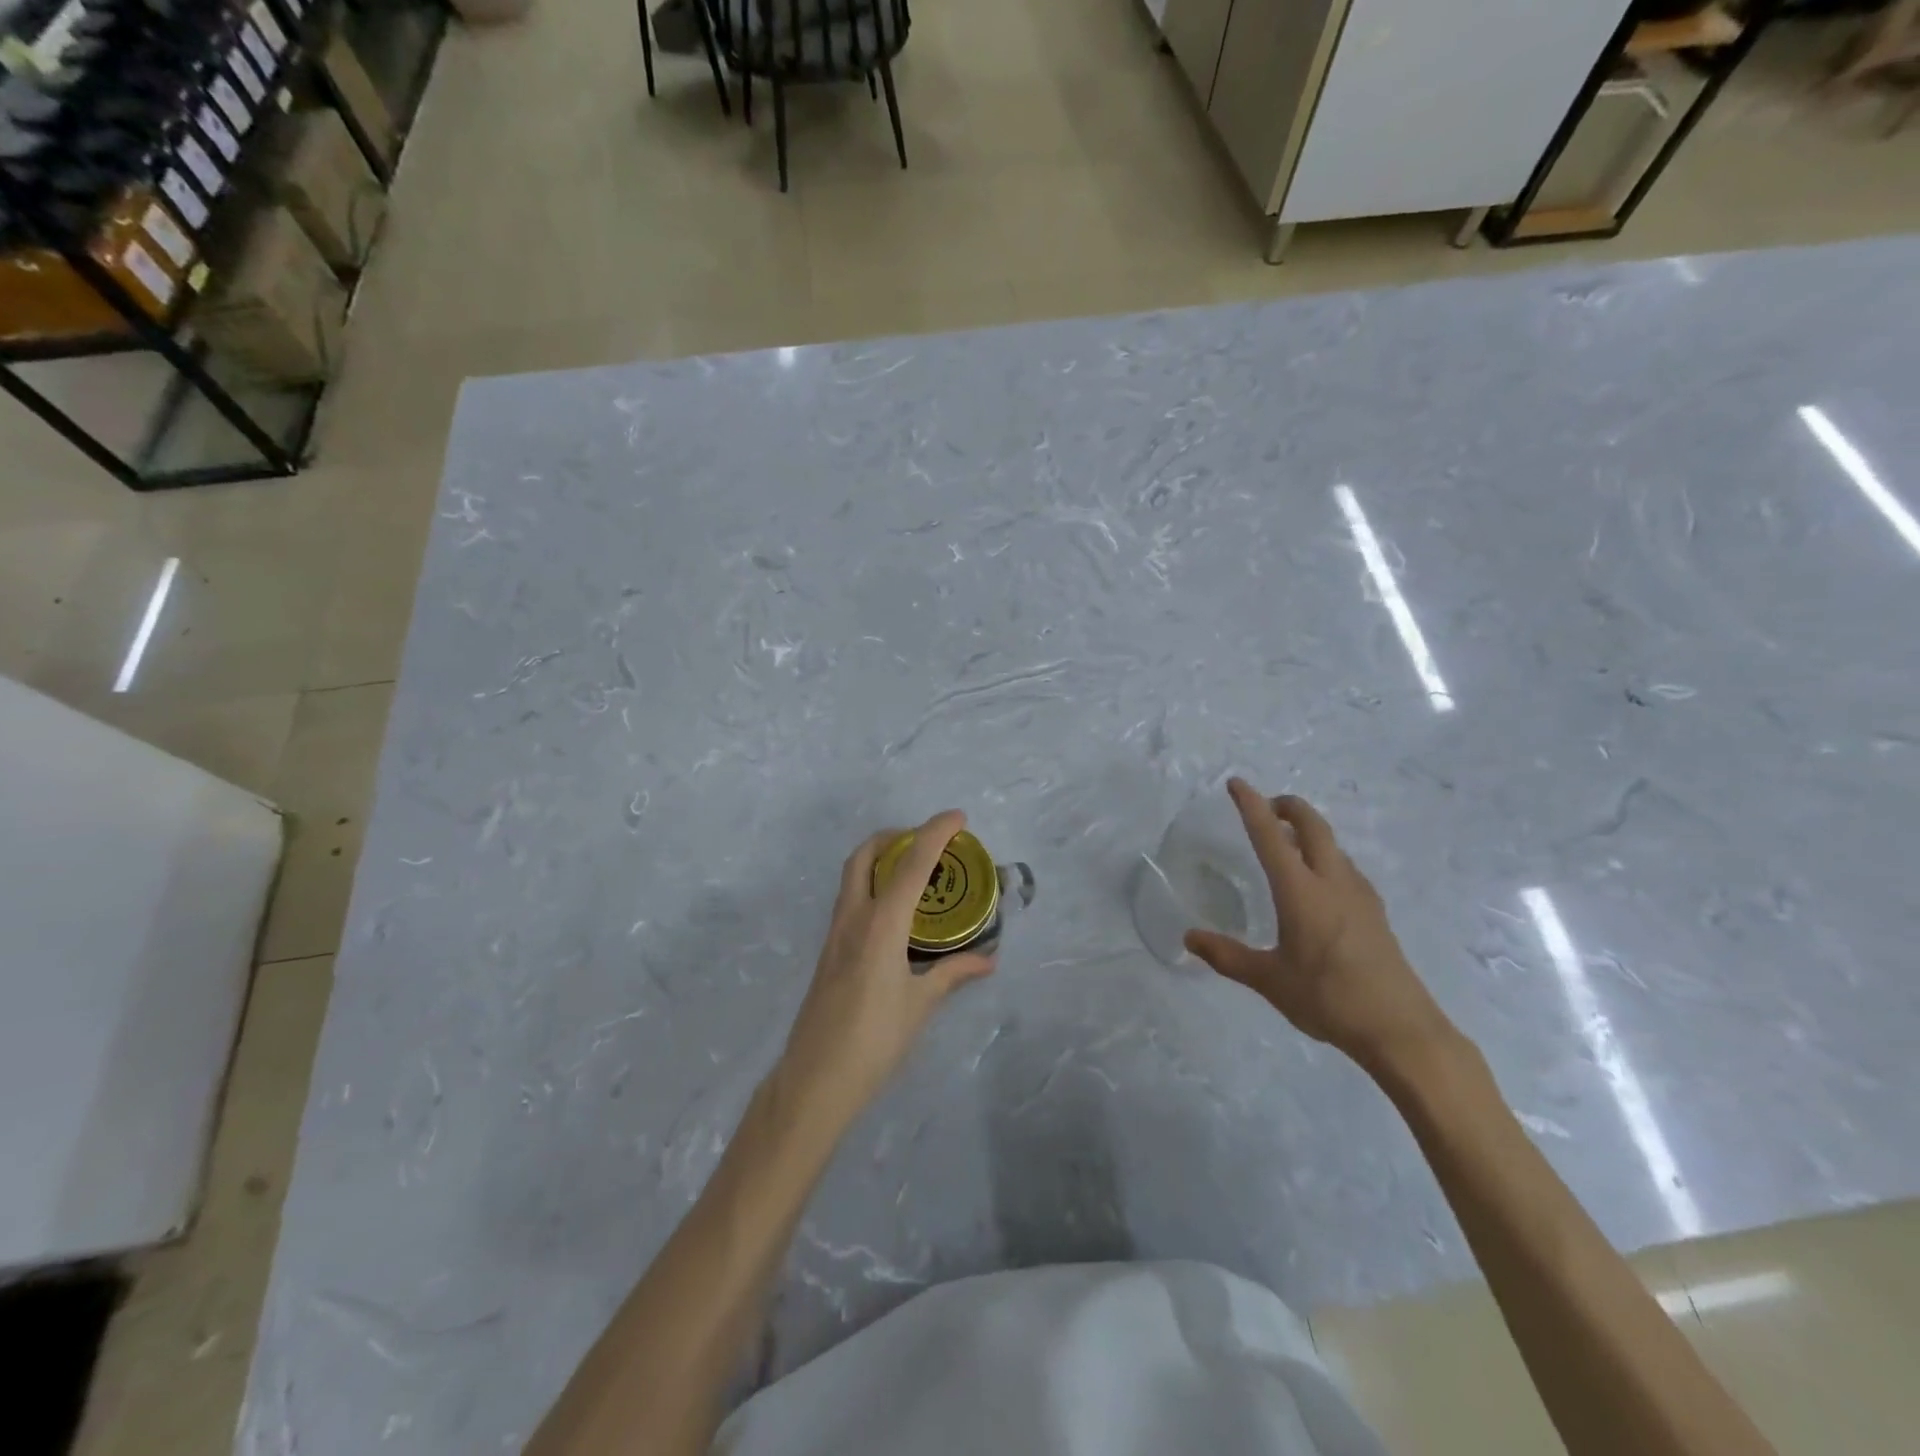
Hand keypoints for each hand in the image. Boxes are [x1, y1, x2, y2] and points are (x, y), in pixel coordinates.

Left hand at [775, 811, 996, 1129]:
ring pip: (853, 875)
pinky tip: (896, 912)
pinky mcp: (829, 950)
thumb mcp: (921, 1005)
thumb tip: (988, 959)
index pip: (911, 863)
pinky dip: (874, 885)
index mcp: (880, 923)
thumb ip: (953, 974)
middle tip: (926, 842)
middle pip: (866, 854)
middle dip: (895, 835)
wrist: (815, 1079)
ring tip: (916, 872)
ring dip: (881, 859)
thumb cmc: (874, 1040)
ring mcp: (835, 933)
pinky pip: (851, 899)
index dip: (935, 832)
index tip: (958, 817)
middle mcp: (853, 917)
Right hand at [1184, 780, 1454, 1075]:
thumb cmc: (1328, 998)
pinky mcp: (1375, 913)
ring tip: (1287, 842)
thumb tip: (1189, 938)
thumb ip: (1227, 956)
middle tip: (1266, 806)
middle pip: (1312, 826)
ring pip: (1333, 845)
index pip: (1270, 835)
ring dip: (1308, 831)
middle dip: (1288, 806)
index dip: (1251, 805)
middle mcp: (1332, 882)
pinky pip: (1345, 868)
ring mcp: (1360, 896)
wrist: (1401, 1030)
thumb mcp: (1269, 980)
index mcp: (1301, 891)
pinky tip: (1318, 882)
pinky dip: (1325, 856)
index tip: (1236, 783)